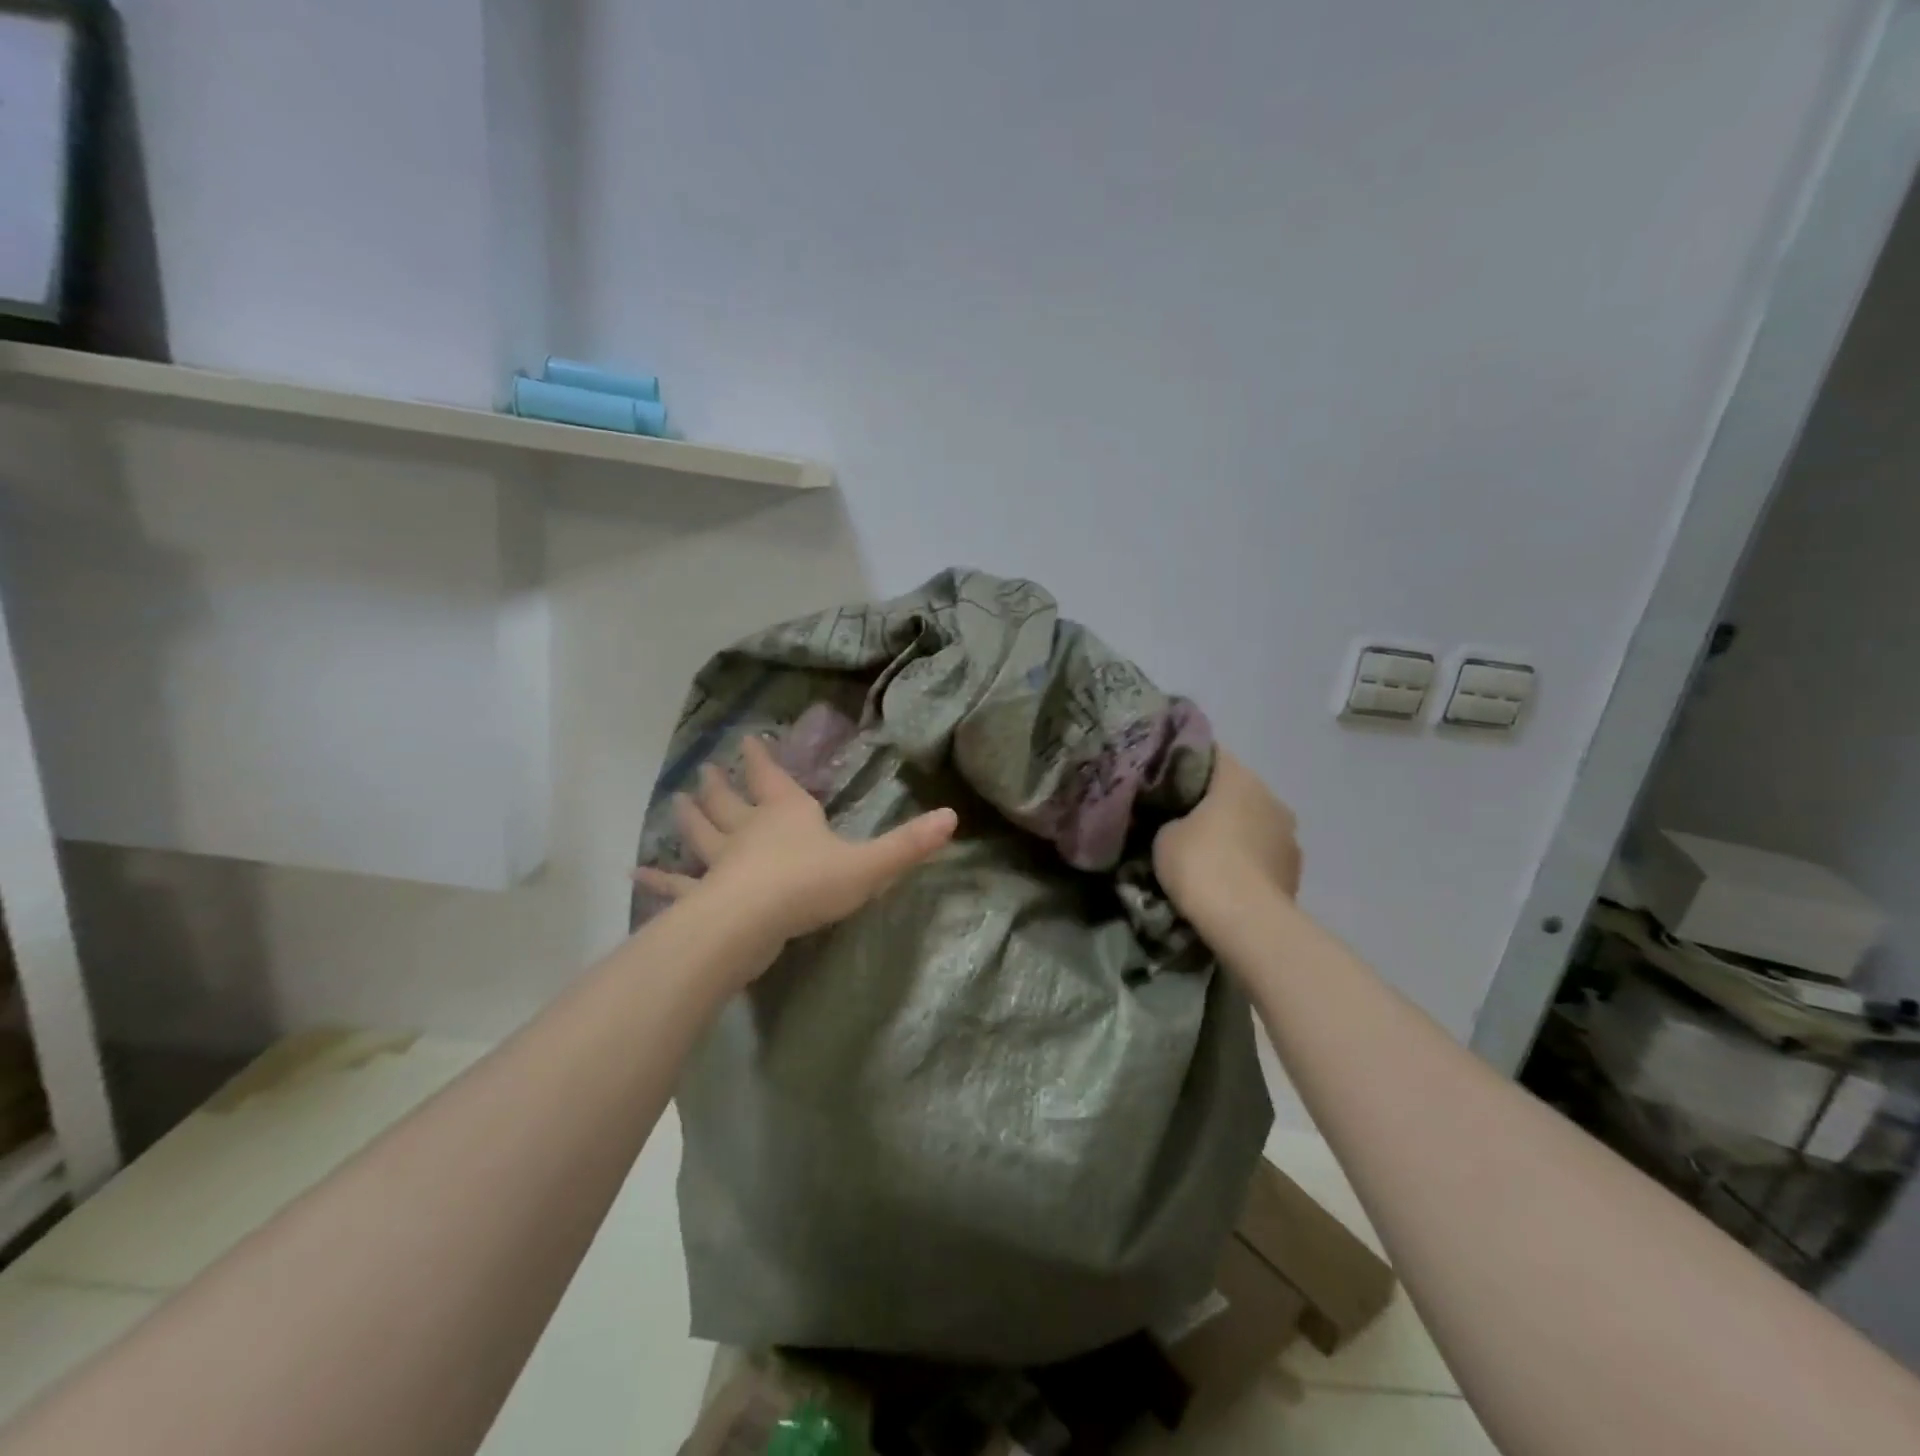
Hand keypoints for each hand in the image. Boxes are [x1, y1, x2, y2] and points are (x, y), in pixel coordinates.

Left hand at [633, 735, 958, 948]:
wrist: (752, 922)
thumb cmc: (810, 884)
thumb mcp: (870, 865)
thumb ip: (909, 844)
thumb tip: (952, 818)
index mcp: (788, 815)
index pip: (774, 778)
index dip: (762, 759)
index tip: (749, 740)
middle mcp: (750, 830)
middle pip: (732, 801)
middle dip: (722, 785)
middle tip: (706, 771)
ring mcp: (720, 862)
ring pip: (702, 834)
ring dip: (691, 817)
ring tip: (676, 800)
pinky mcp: (703, 895)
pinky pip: (677, 885)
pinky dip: (658, 879)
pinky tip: (635, 874)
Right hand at [1153, 749, 1301, 935]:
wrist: (1247, 922)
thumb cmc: (1201, 864)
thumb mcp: (1163, 836)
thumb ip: (1169, 818)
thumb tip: (1175, 821)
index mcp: (1239, 778)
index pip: (1210, 755)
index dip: (1185, 764)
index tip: (1164, 780)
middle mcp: (1271, 797)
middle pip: (1235, 790)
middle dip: (1211, 802)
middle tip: (1180, 818)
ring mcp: (1290, 836)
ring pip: (1254, 823)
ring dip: (1235, 833)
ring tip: (1207, 854)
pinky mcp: (1295, 871)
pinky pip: (1264, 855)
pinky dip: (1247, 861)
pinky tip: (1227, 878)